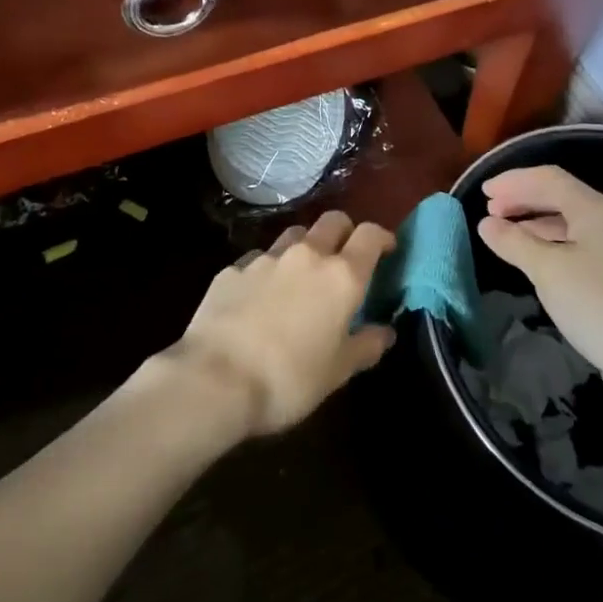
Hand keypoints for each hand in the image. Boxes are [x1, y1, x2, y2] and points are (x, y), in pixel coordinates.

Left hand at [169, 210, 396, 437]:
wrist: (215, 379)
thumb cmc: (289, 379)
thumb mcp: (338, 372)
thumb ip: (366, 346)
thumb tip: (385, 332)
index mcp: (341, 276)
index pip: (370, 235)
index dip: (382, 237)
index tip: (387, 250)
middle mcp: (306, 255)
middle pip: (333, 221)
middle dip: (344, 232)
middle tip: (345, 256)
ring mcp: (266, 258)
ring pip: (295, 235)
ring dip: (305, 246)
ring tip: (302, 274)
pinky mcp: (233, 269)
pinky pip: (259, 259)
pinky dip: (268, 270)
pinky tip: (260, 295)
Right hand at [476, 166, 602, 396]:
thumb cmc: (597, 305)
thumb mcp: (547, 270)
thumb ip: (514, 242)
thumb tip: (486, 223)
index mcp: (593, 210)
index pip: (548, 178)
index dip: (514, 180)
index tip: (483, 191)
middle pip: (558, 195)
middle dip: (522, 197)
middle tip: (489, 208)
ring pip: (565, 220)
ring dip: (532, 219)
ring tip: (503, 230)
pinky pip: (571, 243)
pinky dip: (545, 241)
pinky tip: (530, 256)